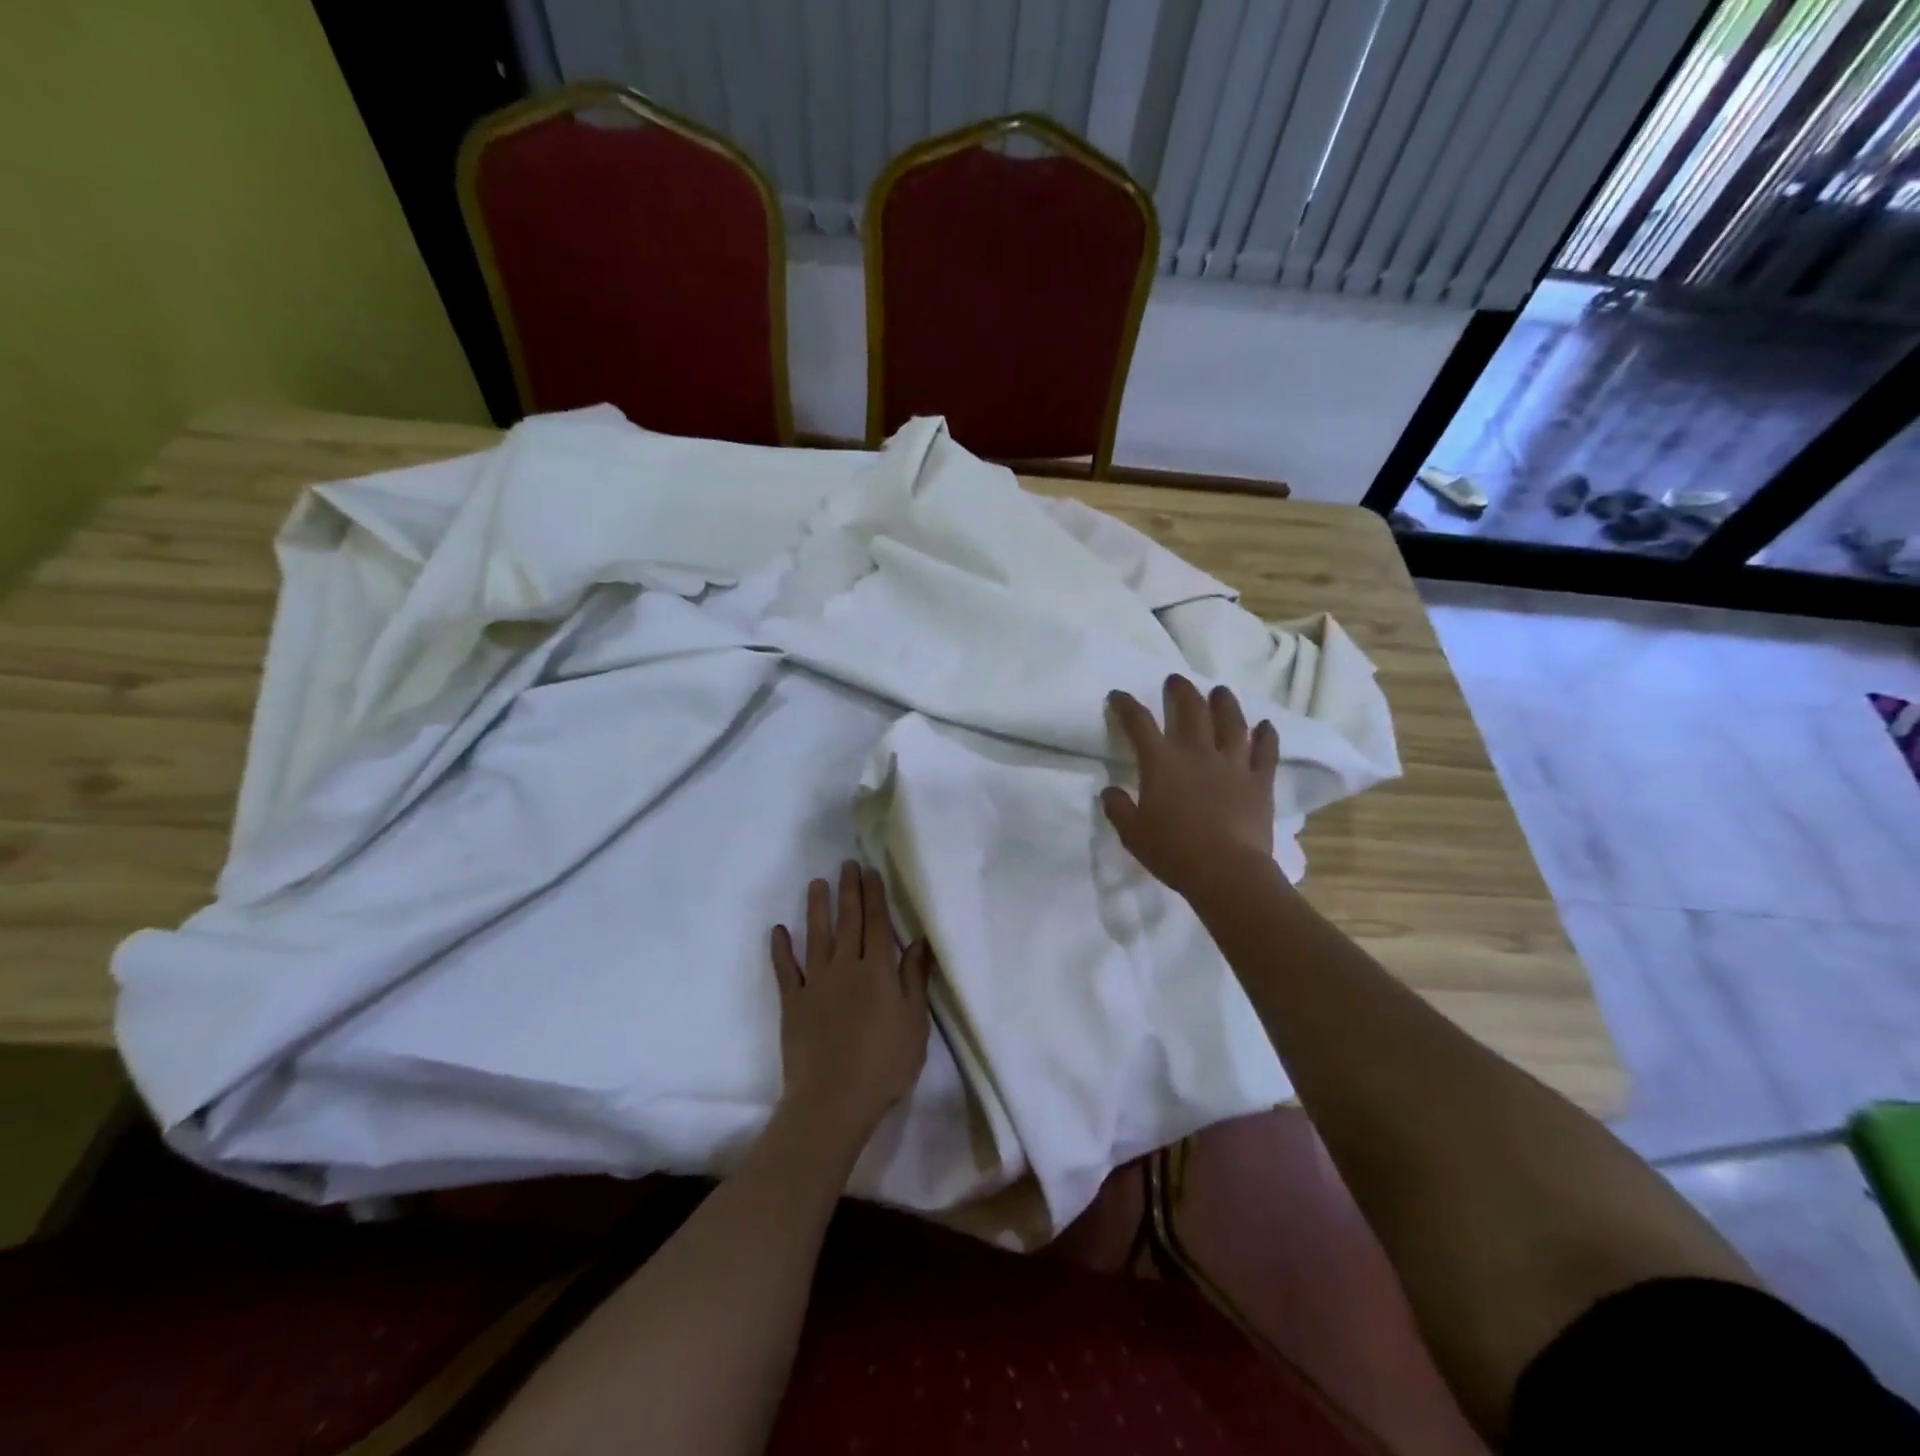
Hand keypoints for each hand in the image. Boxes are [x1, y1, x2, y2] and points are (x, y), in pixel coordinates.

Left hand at [770, 862, 932, 1145]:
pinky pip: (785, 969)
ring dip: (816, 907)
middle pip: (848, 921)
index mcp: (878, 971)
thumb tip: (919, 941)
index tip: (870, 871)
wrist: (833, 1100)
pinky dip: (781, 949)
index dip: (875, 895)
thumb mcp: (914, 1023)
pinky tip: (778, 930)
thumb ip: (914, 980)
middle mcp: (846, 967)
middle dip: (848, 890)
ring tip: (816, 882)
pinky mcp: (792, 1002)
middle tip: (847, 864)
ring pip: (816, 936)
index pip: (877, 923)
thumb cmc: (884, 1064)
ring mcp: (816, 983)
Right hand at [1102, 675, 1279, 898]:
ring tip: (1220, 692)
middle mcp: (1197, 753)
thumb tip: (1109, 792)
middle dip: (1181, 691)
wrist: (1226, 872)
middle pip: (1191, 710)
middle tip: (1176, 681)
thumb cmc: (1173, 852)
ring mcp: (1233, 764)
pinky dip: (1267, 736)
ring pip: (1231, 722)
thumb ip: (1118, 808)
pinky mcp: (1260, 780)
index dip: (1126, 706)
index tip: (1118, 695)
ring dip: (1225, 703)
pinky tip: (1266, 726)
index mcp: (1161, 763)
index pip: (1139, 723)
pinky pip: (1266, 751)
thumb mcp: (1132, 834)